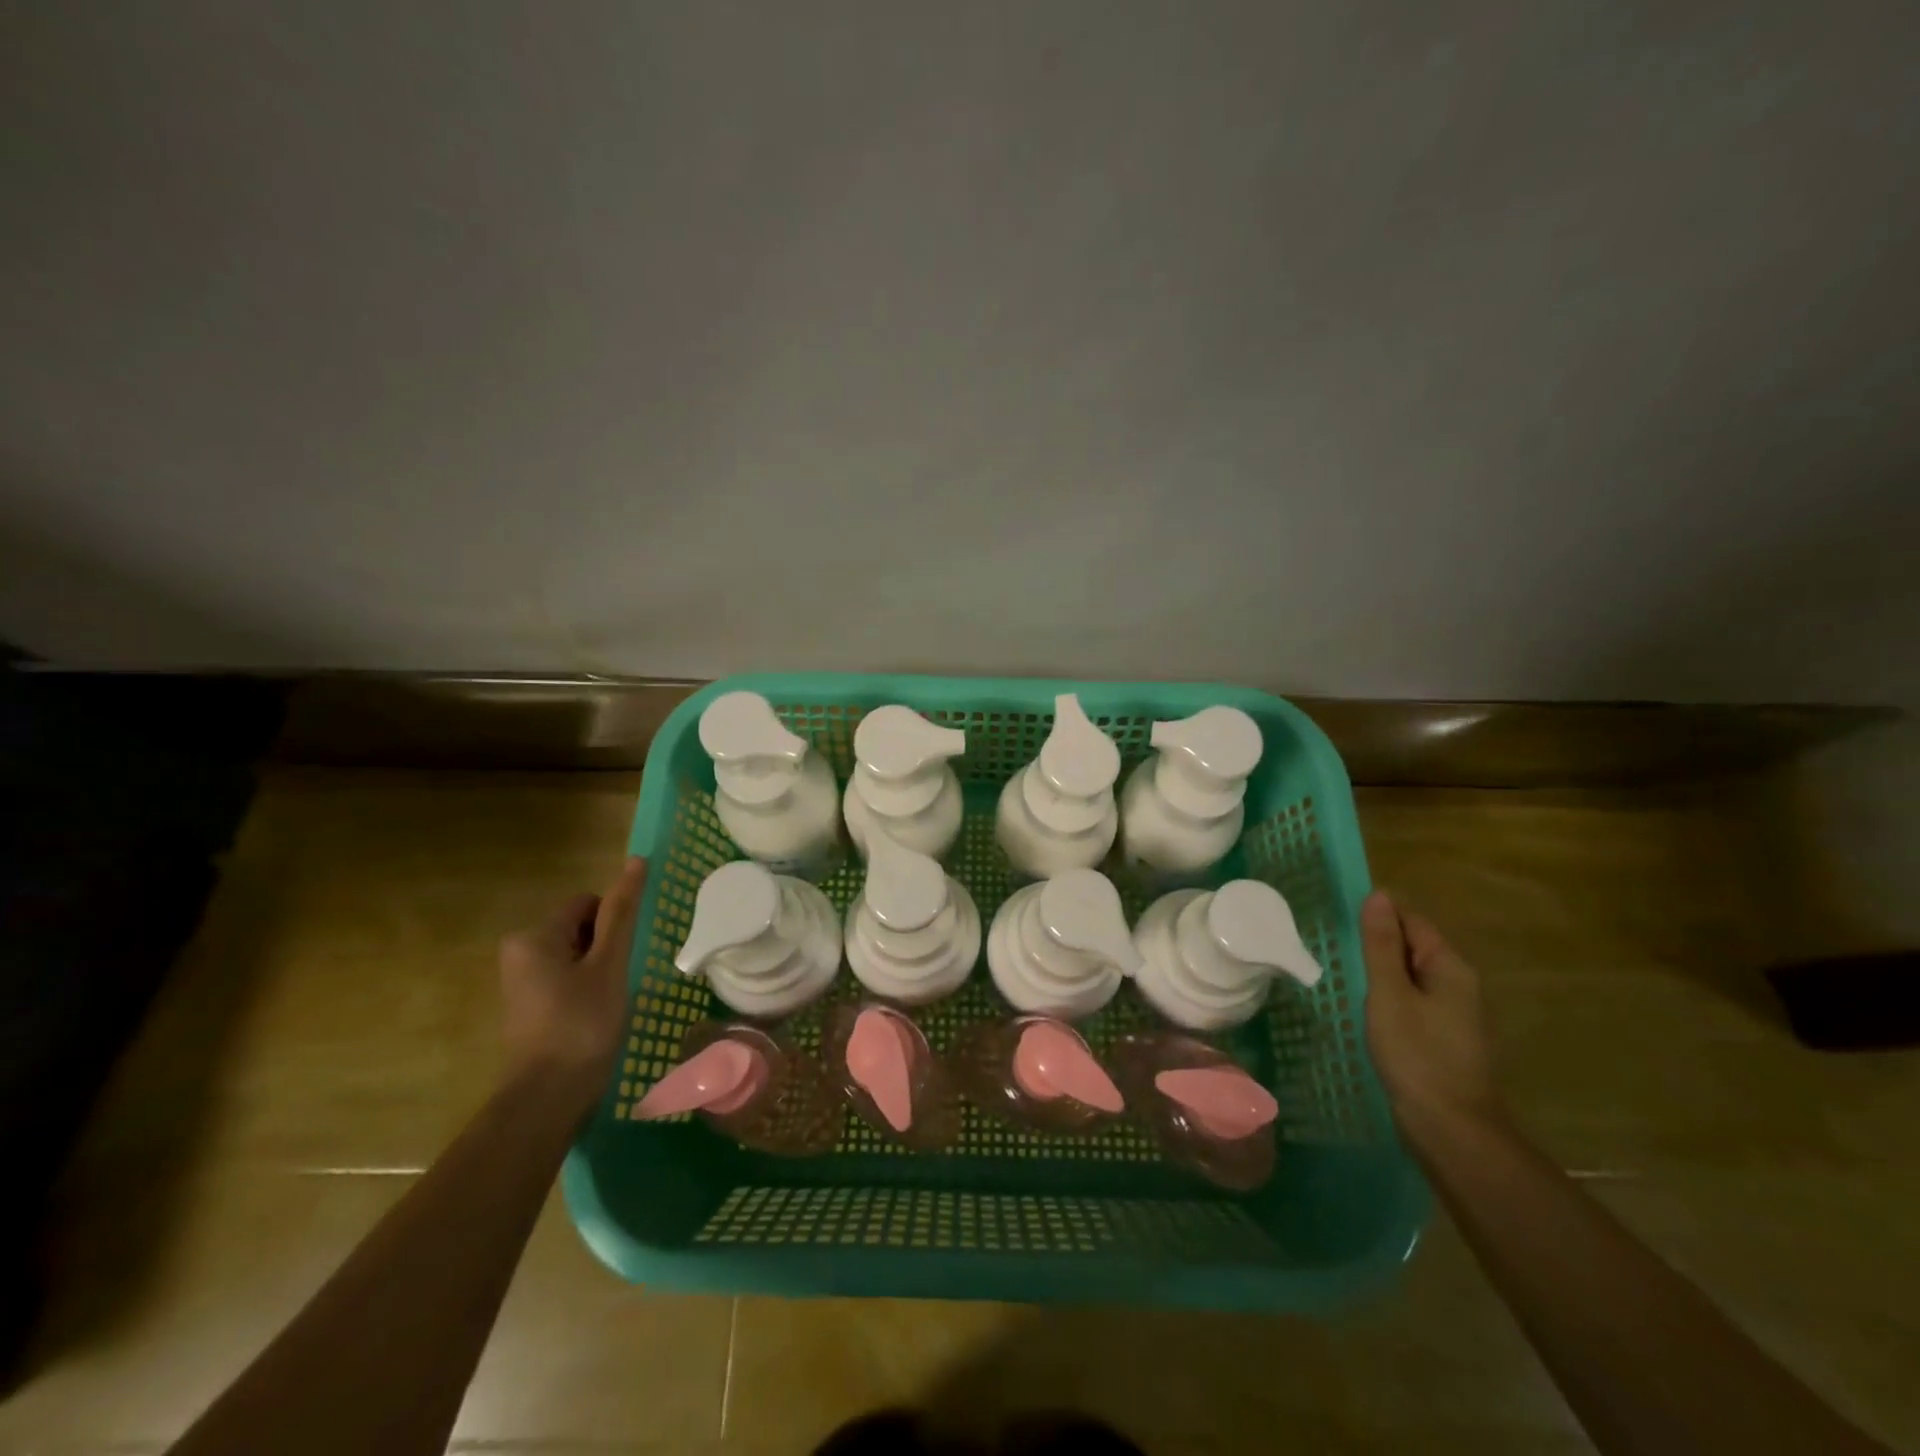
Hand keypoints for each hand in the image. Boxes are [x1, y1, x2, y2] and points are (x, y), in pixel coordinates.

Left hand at [498, 857, 647, 1109]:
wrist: (548, 1097)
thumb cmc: (582, 1024)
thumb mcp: (609, 964)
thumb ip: (622, 912)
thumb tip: (636, 860)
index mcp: (534, 935)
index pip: (588, 903)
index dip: (614, 925)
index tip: (624, 957)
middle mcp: (518, 951)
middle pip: (580, 927)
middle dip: (604, 947)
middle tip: (617, 981)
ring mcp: (520, 980)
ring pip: (575, 953)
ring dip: (597, 969)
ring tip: (607, 1001)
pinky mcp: (527, 1004)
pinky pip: (564, 977)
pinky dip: (584, 987)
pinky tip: (594, 1014)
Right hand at [1361, 889, 1504, 1144]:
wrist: (1450, 1128)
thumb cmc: (1417, 1054)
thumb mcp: (1389, 993)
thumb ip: (1382, 944)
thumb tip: (1378, 895)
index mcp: (1450, 967)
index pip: (1412, 921)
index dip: (1377, 916)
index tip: (1339, 921)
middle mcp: (1458, 984)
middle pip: (1412, 946)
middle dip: (1376, 944)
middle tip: (1333, 948)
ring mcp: (1453, 1013)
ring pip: (1409, 976)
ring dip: (1379, 973)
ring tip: (1343, 976)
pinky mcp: (1441, 1038)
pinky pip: (1411, 1001)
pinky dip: (1387, 998)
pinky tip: (1364, 1010)